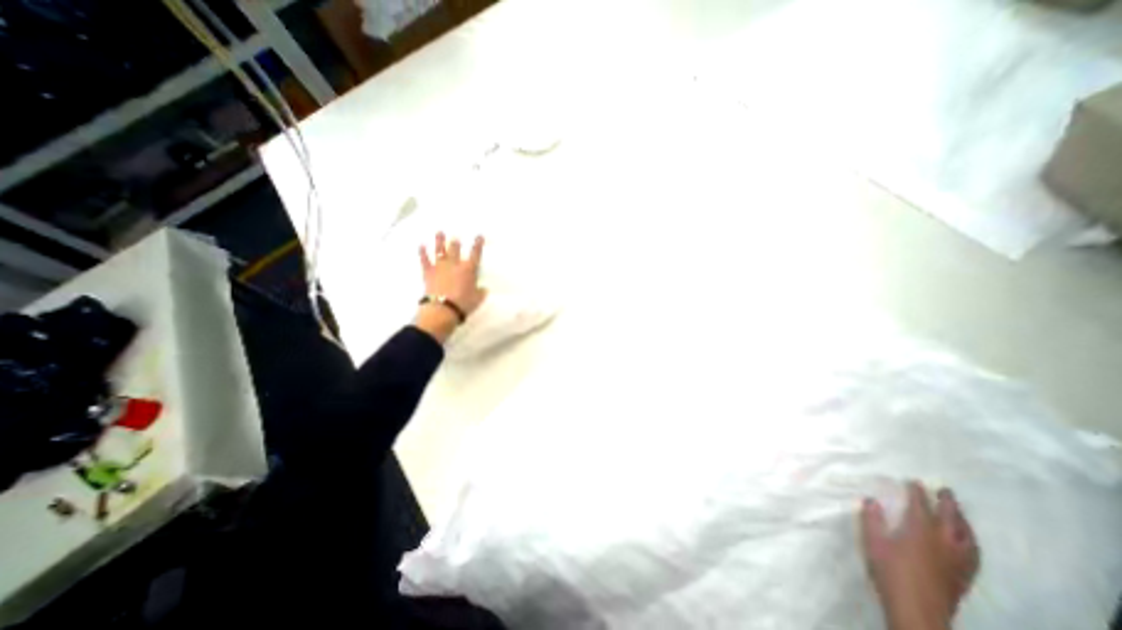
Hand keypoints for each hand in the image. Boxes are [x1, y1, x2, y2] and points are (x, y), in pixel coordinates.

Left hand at [411, 232, 481, 342]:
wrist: (443, 309)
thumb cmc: (463, 304)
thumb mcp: (477, 299)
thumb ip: (481, 292)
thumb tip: (483, 289)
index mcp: (469, 269)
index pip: (475, 254)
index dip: (478, 244)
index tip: (479, 236)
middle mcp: (454, 264)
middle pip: (455, 249)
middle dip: (456, 242)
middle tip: (456, 236)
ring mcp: (440, 267)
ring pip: (440, 250)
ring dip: (439, 241)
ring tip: (439, 232)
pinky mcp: (428, 273)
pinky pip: (424, 260)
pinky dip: (422, 252)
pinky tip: (421, 245)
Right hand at [862, 482, 978, 628]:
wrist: (918, 611)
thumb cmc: (891, 572)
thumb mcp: (873, 543)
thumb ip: (872, 520)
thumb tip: (871, 501)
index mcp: (920, 532)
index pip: (920, 507)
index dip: (917, 493)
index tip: (914, 481)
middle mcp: (943, 543)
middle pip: (950, 519)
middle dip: (947, 503)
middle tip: (946, 490)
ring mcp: (957, 562)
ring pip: (967, 537)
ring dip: (963, 522)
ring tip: (960, 513)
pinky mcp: (963, 576)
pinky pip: (973, 554)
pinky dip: (971, 542)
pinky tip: (968, 543)